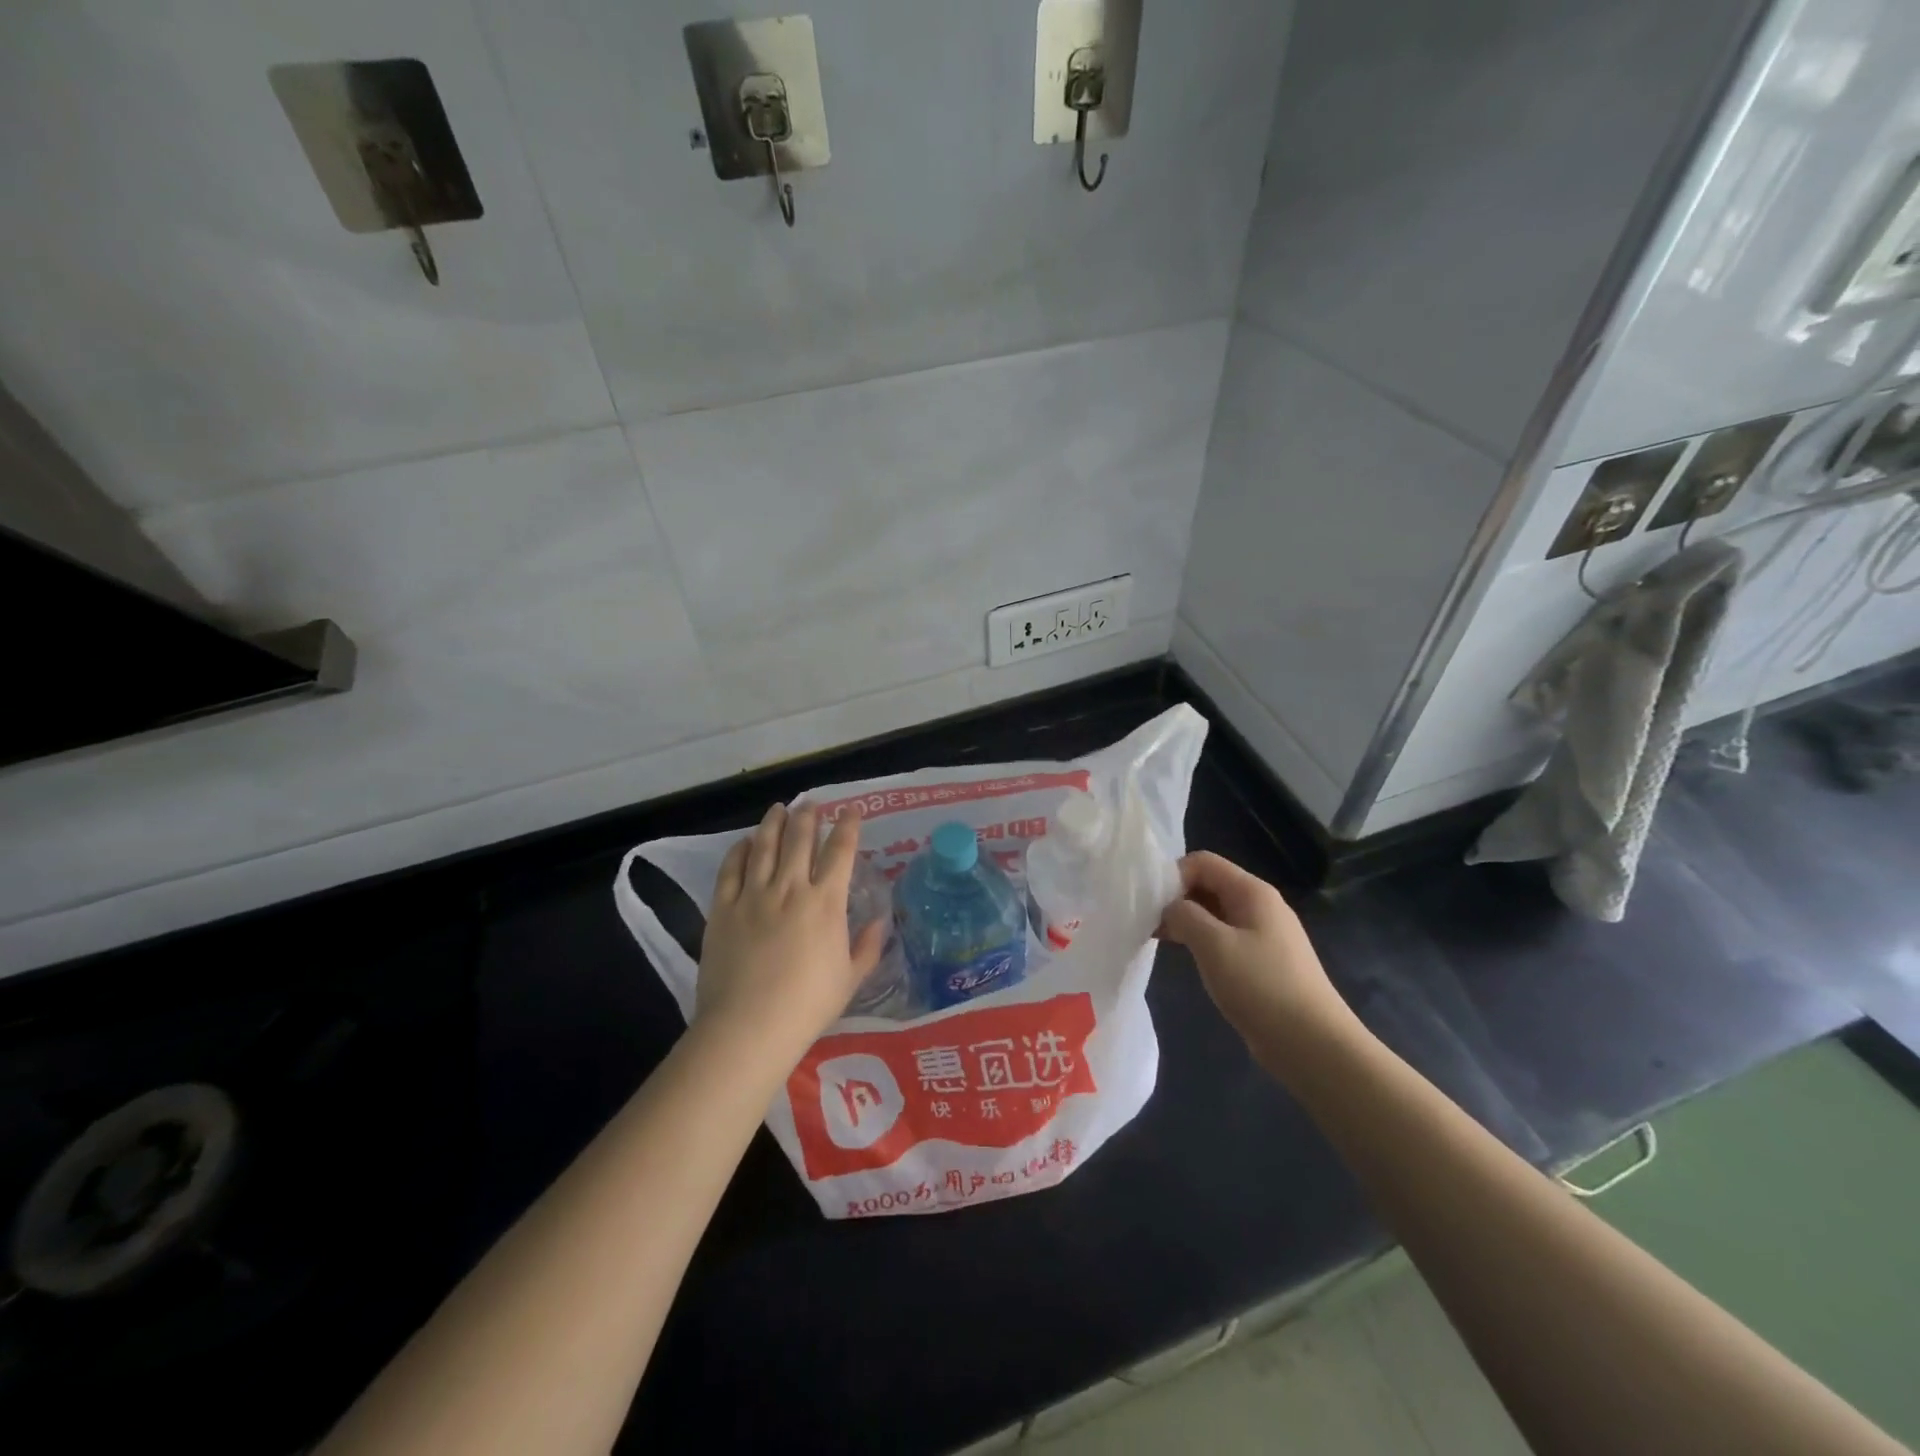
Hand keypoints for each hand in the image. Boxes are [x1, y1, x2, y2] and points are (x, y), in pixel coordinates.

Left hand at [695, 803, 886, 1065]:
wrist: (748, 1026)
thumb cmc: (807, 1006)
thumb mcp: (850, 979)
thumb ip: (868, 947)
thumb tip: (881, 921)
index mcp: (826, 902)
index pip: (841, 852)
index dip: (848, 826)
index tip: (851, 810)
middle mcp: (791, 888)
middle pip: (800, 839)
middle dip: (809, 816)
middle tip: (812, 804)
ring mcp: (753, 895)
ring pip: (765, 845)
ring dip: (774, 823)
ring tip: (779, 808)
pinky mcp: (723, 908)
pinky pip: (731, 869)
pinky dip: (740, 850)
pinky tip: (746, 842)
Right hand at [1158, 852, 1353, 1065]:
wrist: (1313, 1045)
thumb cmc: (1261, 987)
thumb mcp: (1213, 944)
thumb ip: (1184, 915)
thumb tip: (1171, 908)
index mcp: (1252, 892)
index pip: (1203, 862)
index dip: (1173, 876)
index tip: (1151, 906)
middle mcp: (1260, 905)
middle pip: (1209, 884)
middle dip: (1176, 899)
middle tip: (1150, 925)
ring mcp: (1263, 934)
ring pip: (1214, 912)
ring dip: (1186, 921)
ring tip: (1161, 941)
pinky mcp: (1262, 961)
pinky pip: (1224, 937)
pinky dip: (1201, 941)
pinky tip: (1188, 959)